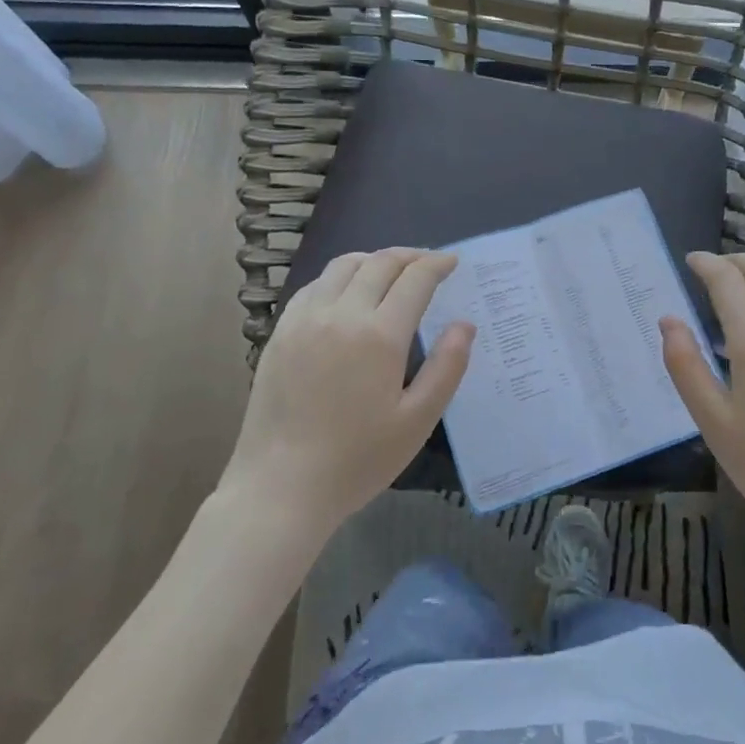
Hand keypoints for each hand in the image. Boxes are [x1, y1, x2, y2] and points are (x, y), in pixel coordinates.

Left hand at [224, 249, 473, 545]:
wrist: (280, 487)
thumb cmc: (357, 460)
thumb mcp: (417, 421)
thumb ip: (447, 367)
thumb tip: (464, 325)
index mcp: (379, 335)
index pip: (415, 279)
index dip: (437, 264)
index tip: (452, 261)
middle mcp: (341, 314)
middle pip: (379, 263)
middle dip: (410, 256)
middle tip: (428, 262)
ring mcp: (305, 320)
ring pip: (343, 266)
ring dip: (373, 260)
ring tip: (390, 271)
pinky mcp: (281, 332)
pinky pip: (314, 286)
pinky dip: (339, 277)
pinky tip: (347, 293)